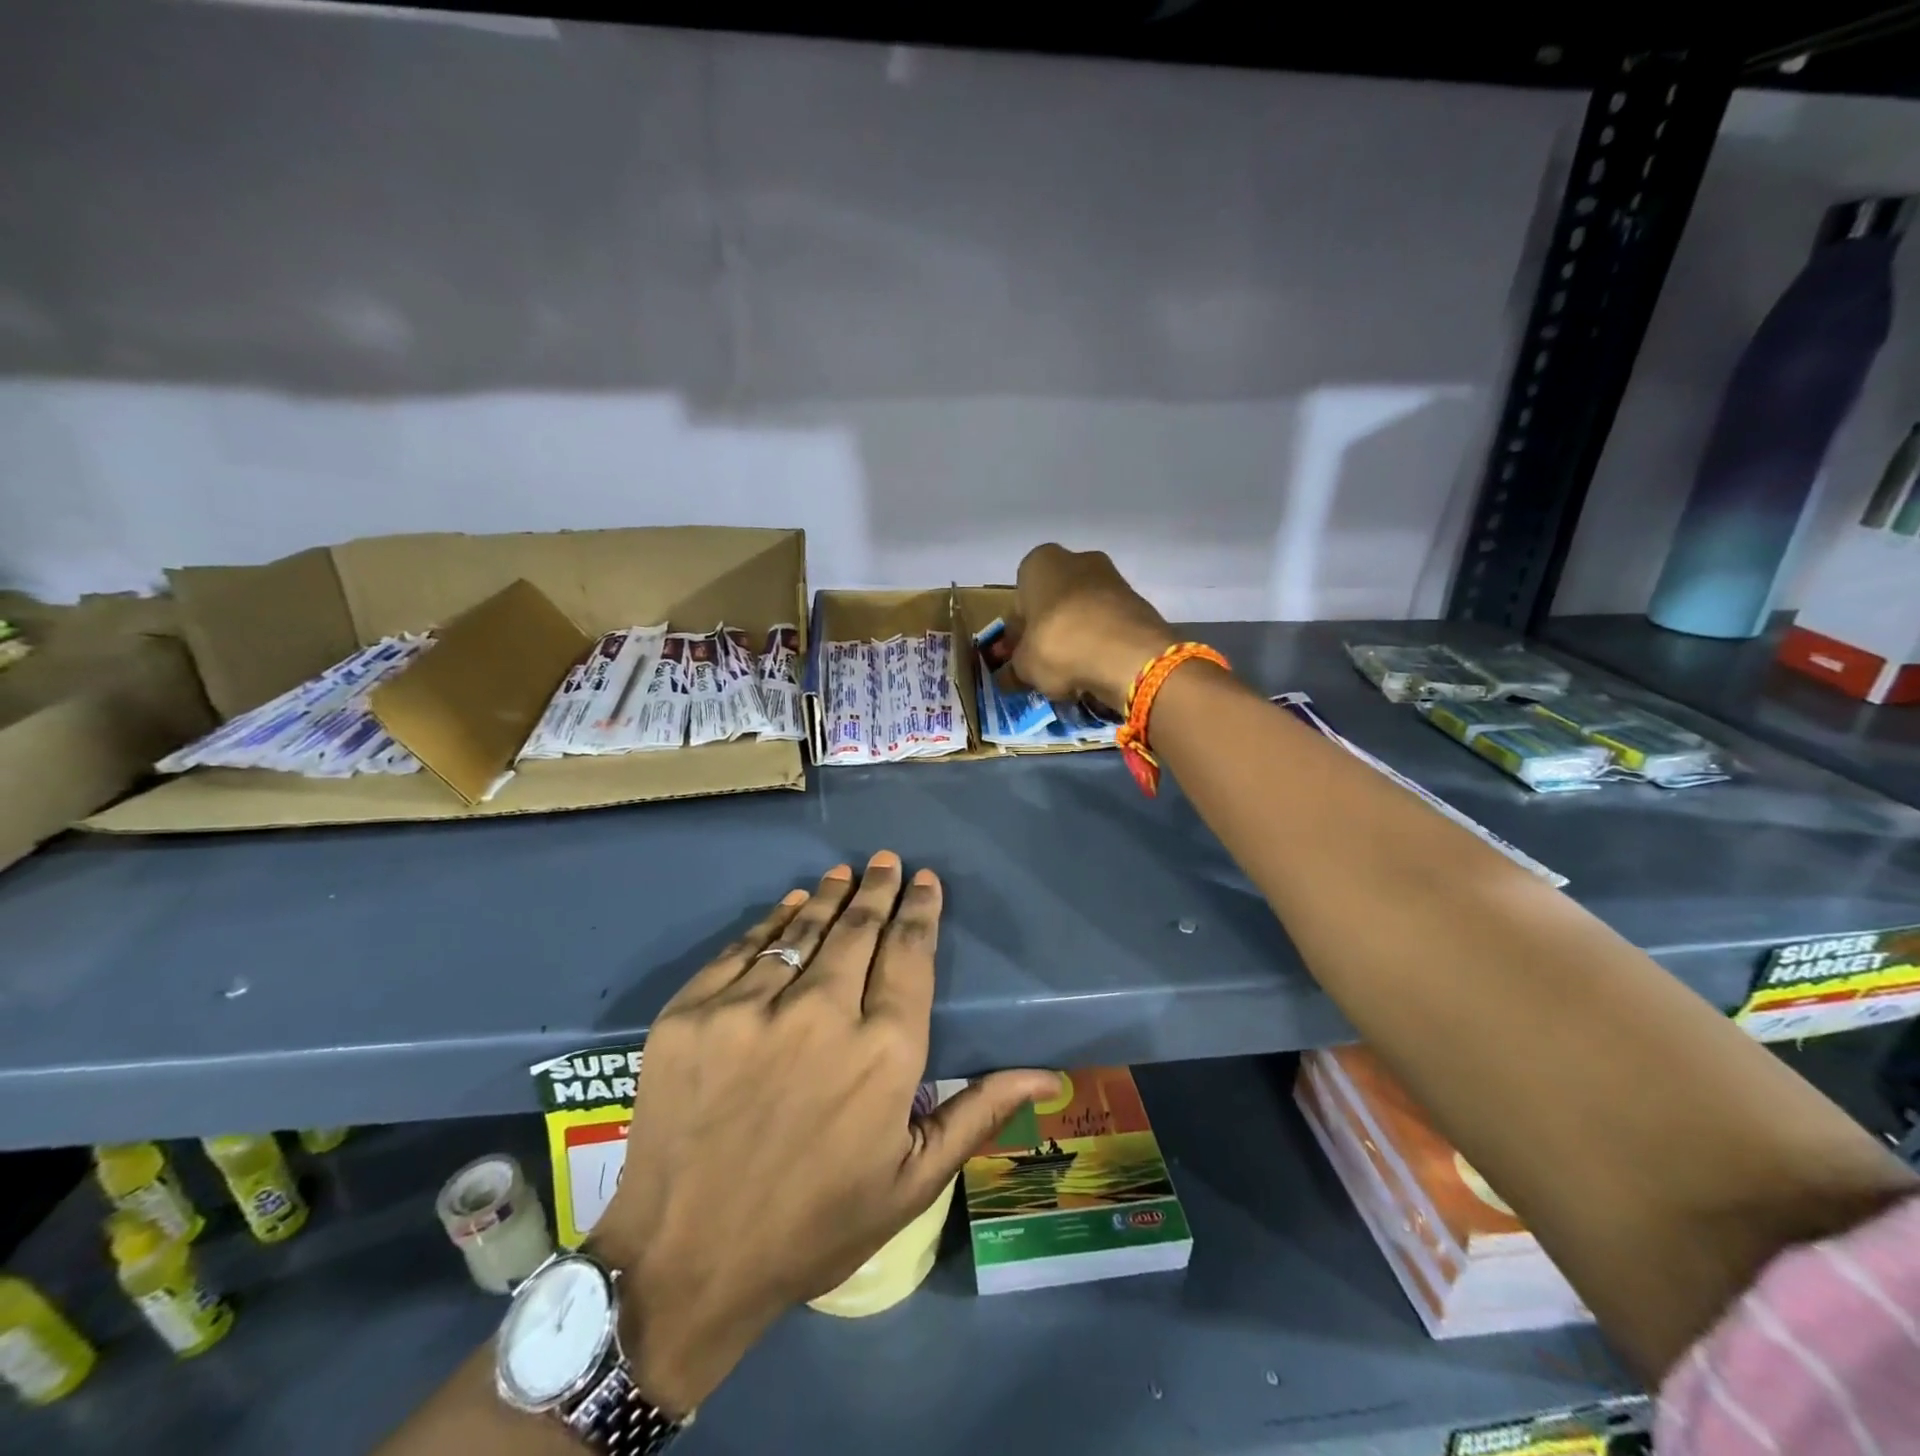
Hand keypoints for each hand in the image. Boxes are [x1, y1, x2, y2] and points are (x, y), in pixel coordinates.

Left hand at [590, 853, 1059, 1416]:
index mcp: (883, 1053)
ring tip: (843, 872)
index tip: (925, 881)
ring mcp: (750, 1009)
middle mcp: (821, 1014)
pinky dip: (772, 920)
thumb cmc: (814, 1226)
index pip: (910, 955)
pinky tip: (788, 905)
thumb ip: (976, 1114)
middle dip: (878, 890)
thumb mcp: (910, 1183)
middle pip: (859, 930)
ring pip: (803, 930)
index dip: (920, 911)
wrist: (683, 1263)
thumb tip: (1045, 1075)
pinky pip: (743, 948)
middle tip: (886, 861)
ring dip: (828, 896)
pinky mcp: (693, 1012)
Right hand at [1011, 543, 1174, 709]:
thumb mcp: (1024, 665)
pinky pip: (1108, 624)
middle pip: (1054, 601)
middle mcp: (1075, 559)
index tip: (1020, 656)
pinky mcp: (1137, 601)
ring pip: (1083, 612)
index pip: (1019, 599)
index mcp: (1038, 563)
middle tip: (1046, 664)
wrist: (1128, 654)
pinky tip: (1097, 668)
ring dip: (1076, 637)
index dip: (1018, 632)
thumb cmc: (1059, 645)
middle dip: (1049, 630)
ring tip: (1073, 672)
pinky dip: (1101, 643)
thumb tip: (1008, 677)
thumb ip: (1013, 669)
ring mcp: (1111, 577)